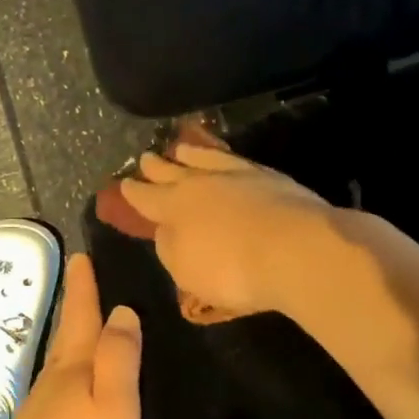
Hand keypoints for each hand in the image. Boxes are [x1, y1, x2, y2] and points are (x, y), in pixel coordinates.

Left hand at [0, 253, 142, 418]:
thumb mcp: (115, 404)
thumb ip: (119, 356)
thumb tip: (122, 310)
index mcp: (73, 366)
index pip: (82, 314)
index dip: (83, 285)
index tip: (80, 255)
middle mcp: (53, 379)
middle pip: (68, 334)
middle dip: (77, 306)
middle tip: (86, 280)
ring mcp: (42, 408)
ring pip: (63, 361)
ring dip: (76, 339)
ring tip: (92, 327)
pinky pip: (62, 388)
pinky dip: (74, 373)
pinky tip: (81, 384)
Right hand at [117, 143, 336, 319]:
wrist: (295, 248)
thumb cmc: (232, 269)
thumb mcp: (186, 271)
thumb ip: (170, 248)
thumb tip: (165, 231)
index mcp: (173, 207)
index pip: (146, 197)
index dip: (133, 192)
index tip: (124, 184)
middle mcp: (200, 183)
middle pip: (172, 171)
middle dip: (156, 166)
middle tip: (145, 157)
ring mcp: (236, 175)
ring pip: (205, 158)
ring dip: (190, 153)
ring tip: (181, 147)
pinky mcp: (268, 176)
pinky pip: (235, 160)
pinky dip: (223, 157)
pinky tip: (226, 160)